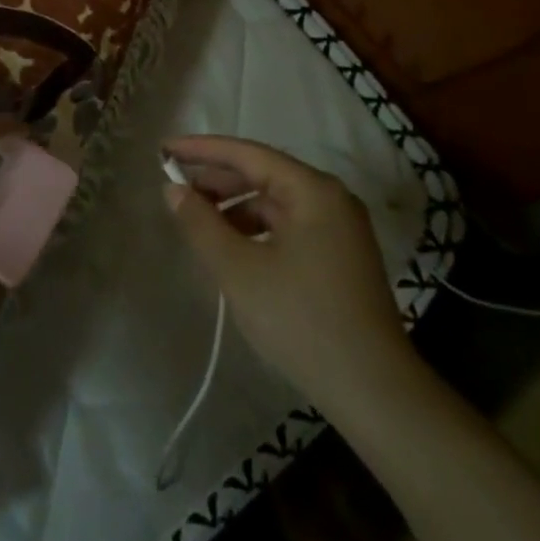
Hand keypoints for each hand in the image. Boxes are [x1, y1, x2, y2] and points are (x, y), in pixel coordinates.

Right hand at [164, 135, 408, 407]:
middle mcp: (331, 198)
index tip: (165, 149)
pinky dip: (256, 231)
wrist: (374, 391)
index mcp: (313, 189)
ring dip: (234, 208)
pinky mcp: (340, 257)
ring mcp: (340, 229)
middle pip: (264, 175)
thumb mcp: (240, 270)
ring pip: (275, 204)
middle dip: (217, 180)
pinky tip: (232, 250)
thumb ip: (201, 224)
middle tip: (173, 186)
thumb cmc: (302, 320)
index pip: (248, 154)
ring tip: (196, 222)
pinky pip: (288, 227)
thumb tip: (172, 189)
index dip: (202, 150)